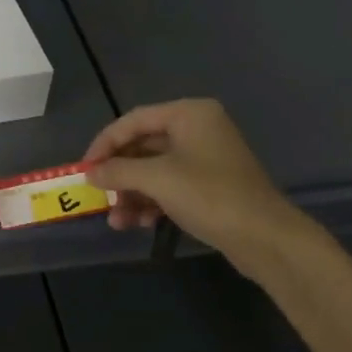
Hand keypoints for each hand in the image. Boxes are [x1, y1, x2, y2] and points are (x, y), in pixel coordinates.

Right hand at [83, 99, 328, 271]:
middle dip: (120, 175)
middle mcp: (198, 129)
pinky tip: (137, 223)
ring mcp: (206, 158)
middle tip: (98, 195)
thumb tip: (90, 173)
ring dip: (132, 193)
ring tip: (116, 220)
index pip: (134, 120)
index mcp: (189, 114)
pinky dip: (151, 201)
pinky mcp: (211, 185)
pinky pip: (170, 186)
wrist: (266, 238)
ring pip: (155, 170)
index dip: (105, 143)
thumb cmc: (209, 195)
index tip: (85, 167)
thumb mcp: (157, 179)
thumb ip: (118, 171)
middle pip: (144, 145)